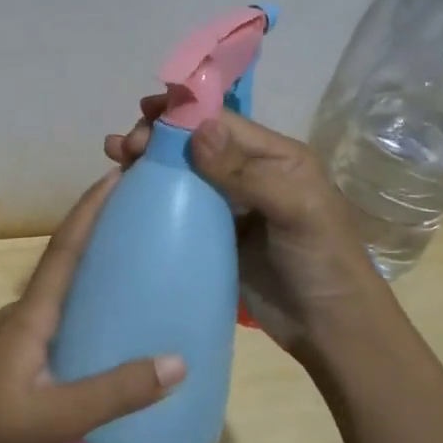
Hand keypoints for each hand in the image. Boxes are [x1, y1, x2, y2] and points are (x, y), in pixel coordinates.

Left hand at [0, 171, 186, 442]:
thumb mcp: (59, 417)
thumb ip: (116, 391)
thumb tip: (178, 361)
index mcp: (30, 316)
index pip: (64, 249)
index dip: (88, 210)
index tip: (116, 176)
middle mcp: (25, 317)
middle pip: (66, 263)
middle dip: (99, 234)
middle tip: (143, 217)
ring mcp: (21, 341)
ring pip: (65, 295)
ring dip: (95, 273)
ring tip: (140, 267)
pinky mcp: (24, 365)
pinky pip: (64, 323)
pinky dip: (91, 311)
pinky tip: (117, 331)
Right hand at [104, 97, 393, 369]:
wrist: (329, 328)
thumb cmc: (322, 260)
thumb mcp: (295, 209)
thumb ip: (246, 171)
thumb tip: (197, 130)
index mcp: (275, 156)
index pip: (221, 123)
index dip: (181, 115)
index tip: (142, 114)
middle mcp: (249, 174)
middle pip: (195, 144)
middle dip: (158, 137)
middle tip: (124, 147)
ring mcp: (229, 207)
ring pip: (182, 173)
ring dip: (149, 162)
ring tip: (113, 158)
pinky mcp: (213, 237)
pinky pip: (179, 208)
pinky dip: (153, 196)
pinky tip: (126, 194)